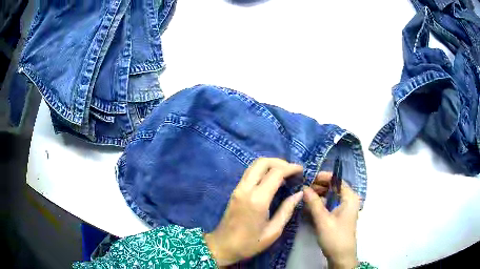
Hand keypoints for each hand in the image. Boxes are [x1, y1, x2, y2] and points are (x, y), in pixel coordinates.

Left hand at [204, 158, 303, 265]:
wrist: (222, 246)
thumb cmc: (249, 243)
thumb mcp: (273, 231)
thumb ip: (287, 210)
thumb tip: (299, 193)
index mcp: (257, 200)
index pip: (275, 173)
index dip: (290, 168)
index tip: (301, 170)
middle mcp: (246, 189)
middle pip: (262, 162)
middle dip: (280, 162)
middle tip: (293, 171)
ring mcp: (238, 188)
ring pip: (254, 165)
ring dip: (270, 164)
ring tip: (285, 173)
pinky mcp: (235, 191)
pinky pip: (250, 173)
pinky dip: (262, 170)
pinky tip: (272, 180)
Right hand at [303, 181, 360, 268]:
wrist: (341, 256)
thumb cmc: (334, 237)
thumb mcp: (323, 220)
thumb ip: (314, 203)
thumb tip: (304, 188)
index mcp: (350, 198)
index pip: (337, 180)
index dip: (323, 177)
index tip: (309, 178)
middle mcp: (349, 200)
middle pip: (334, 187)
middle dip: (319, 186)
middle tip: (304, 188)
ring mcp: (345, 208)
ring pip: (331, 196)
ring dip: (319, 195)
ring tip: (305, 197)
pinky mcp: (340, 215)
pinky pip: (330, 204)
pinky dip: (321, 203)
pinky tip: (310, 206)